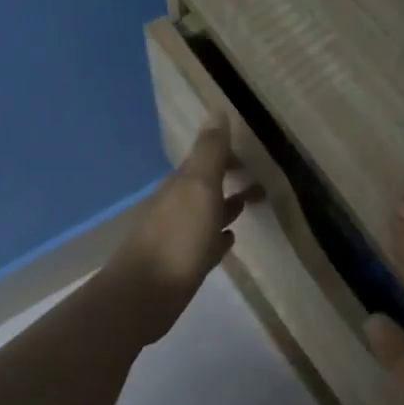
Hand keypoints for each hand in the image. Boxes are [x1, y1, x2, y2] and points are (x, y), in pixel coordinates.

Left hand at [103, 119, 257, 340]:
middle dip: (228, 178)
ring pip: (206, 214)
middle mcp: (176, 206)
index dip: (227, 154)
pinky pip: (204, 244)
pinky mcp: (181, 265)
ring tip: (250, 204)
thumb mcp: (198, 189)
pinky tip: (229, 240)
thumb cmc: (177, 239)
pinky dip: (217, 237)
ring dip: (225, 207)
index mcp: (181, 185)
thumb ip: (209, 153)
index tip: (253, 152)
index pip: (205, 159)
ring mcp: (177, 237)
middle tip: (259, 177)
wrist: (144, 295)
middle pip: (205, 186)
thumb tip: (216, 109)